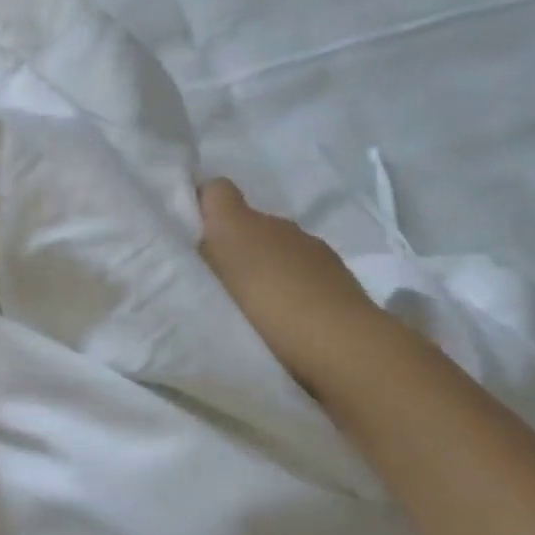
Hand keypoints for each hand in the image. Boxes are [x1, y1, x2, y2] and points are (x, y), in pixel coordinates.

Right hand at [198, 178, 385, 395]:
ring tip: (257, 306)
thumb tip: (202, 239)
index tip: (192, 233)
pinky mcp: (340, 276)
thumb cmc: (264, 307)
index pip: (217, 190)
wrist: (341, 343)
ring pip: (280, 248)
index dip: (204, 204)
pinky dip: (296, 286)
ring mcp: (312, 248)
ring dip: (269, 268)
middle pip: (249, 223)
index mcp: (240, 222)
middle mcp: (278, 224)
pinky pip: (305, 272)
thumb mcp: (213, 281)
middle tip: (222, 283)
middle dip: (237, 246)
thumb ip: (203, 255)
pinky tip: (290, 318)